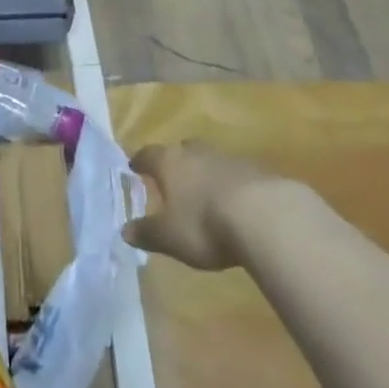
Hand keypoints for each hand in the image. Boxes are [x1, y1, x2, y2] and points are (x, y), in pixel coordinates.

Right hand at [124, 140, 282, 269]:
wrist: (264, 215)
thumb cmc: (205, 224)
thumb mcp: (170, 237)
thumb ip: (147, 232)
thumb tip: (124, 230)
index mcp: (169, 162)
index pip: (148, 154)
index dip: (139, 161)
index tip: (134, 166)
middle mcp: (195, 151)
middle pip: (180, 150)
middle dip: (174, 163)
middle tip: (171, 178)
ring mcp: (226, 157)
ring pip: (208, 159)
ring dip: (203, 172)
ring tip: (203, 191)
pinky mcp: (254, 169)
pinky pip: (233, 172)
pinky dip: (228, 183)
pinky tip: (233, 201)